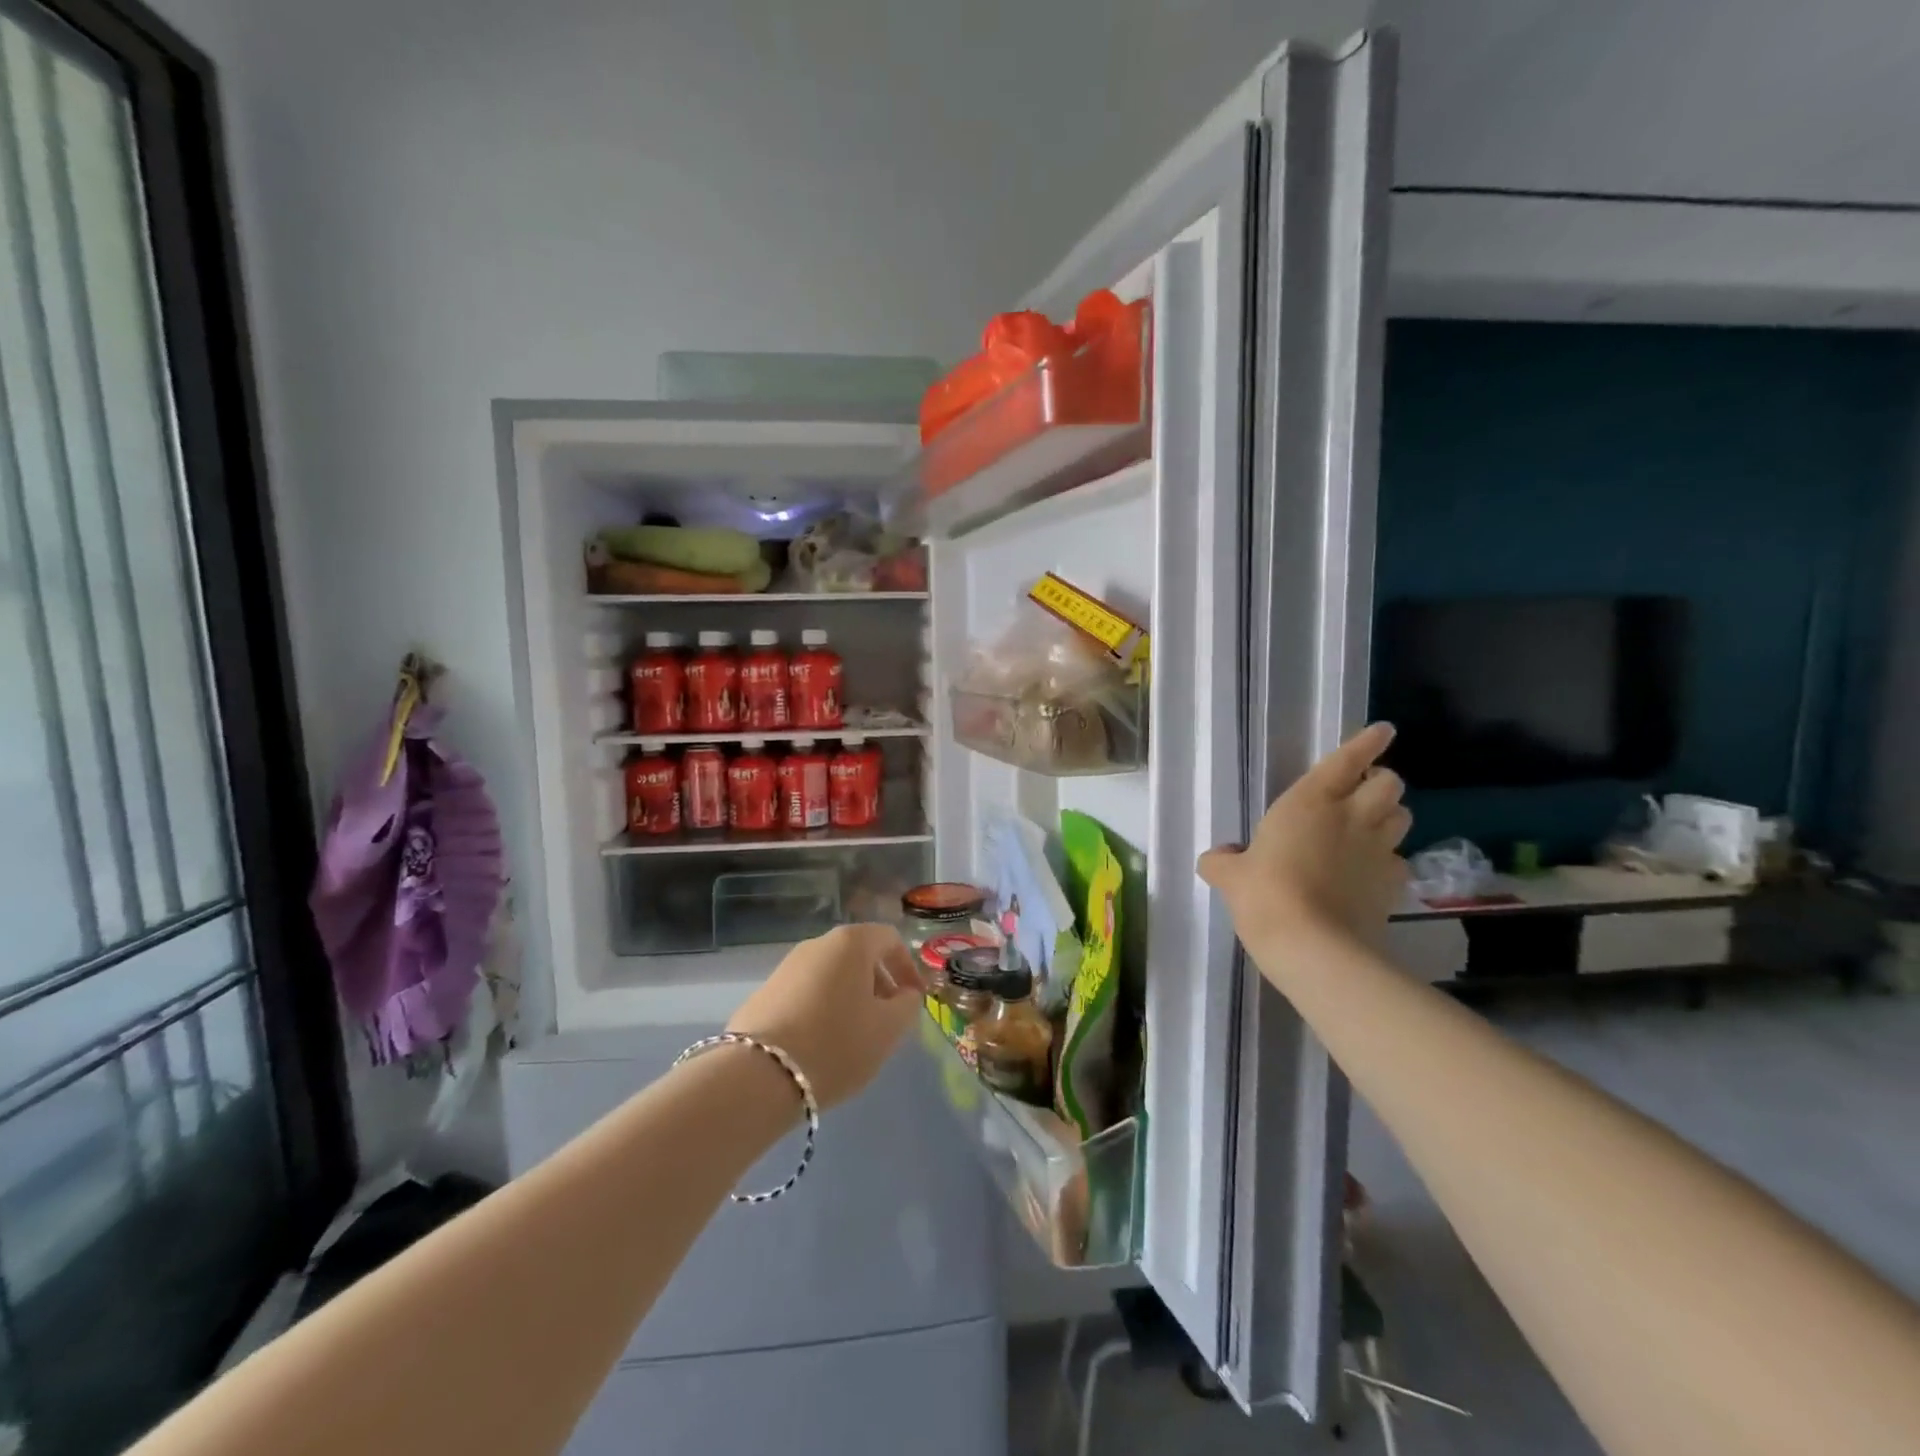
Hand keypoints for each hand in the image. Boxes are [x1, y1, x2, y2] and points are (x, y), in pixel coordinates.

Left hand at [726, 924, 927, 1108]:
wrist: (758, 1076)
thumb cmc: (836, 1044)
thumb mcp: (888, 1030)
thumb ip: (907, 1006)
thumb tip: (904, 995)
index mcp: (851, 943)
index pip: (890, 939)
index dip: (908, 967)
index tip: (915, 1000)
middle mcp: (817, 944)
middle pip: (859, 955)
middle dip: (879, 984)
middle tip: (888, 1020)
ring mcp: (786, 967)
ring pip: (831, 975)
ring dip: (851, 998)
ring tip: (856, 1037)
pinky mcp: (764, 994)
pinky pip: (806, 993)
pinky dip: (823, 1009)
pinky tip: (822, 1044)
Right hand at [1199, 723, 1411, 957]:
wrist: (1313, 945)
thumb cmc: (1264, 894)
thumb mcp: (1230, 876)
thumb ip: (1222, 861)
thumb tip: (1216, 858)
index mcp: (1309, 802)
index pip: (1347, 760)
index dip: (1367, 742)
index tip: (1383, 730)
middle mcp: (1351, 817)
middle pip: (1389, 783)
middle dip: (1380, 782)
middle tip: (1362, 792)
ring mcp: (1377, 851)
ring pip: (1402, 817)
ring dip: (1389, 816)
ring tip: (1371, 826)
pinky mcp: (1392, 885)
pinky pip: (1399, 861)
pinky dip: (1388, 861)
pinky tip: (1370, 873)